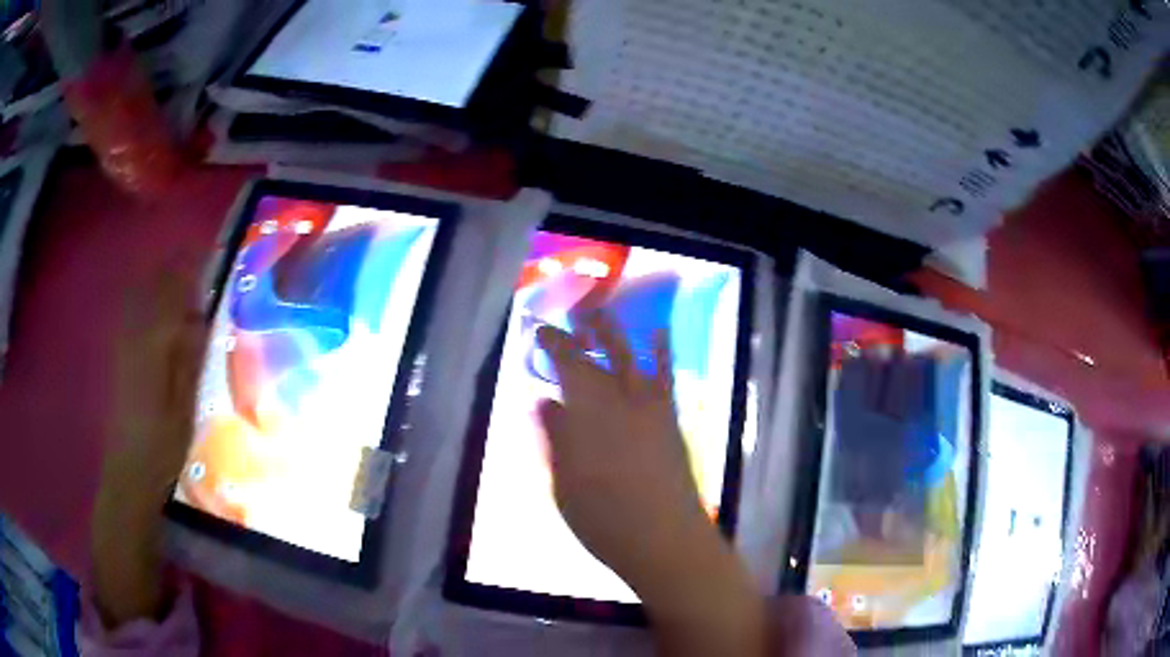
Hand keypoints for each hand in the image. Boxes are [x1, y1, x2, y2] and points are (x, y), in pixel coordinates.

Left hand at [92, 270, 205, 627]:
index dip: (189, 272)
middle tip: (196, 262)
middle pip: (153, 289)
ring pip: (139, 296)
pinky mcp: (118, 356)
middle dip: (173, 269)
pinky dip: (143, 297)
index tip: (208, 257)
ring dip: (158, 279)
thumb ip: (190, 360)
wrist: (128, 472)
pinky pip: (130, 312)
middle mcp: (134, 337)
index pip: (172, 296)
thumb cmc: (162, 446)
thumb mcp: (185, 409)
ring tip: (177, 274)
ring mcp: (123, 345)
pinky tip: (152, 303)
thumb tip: (201, 319)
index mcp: (153, 348)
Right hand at [536, 313, 704, 583]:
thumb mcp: (563, 483)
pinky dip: (662, 351)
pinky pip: (666, 377)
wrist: (663, 538)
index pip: (566, 366)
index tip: (540, 331)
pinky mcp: (670, 420)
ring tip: (601, 313)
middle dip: (580, 334)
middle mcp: (618, 401)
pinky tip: (658, 332)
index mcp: (586, 415)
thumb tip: (544, 401)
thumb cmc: (603, 518)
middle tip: (568, 318)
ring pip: (629, 358)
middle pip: (596, 357)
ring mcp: (649, 409)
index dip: (553, 344)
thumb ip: (554, 438)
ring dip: (614, 333)